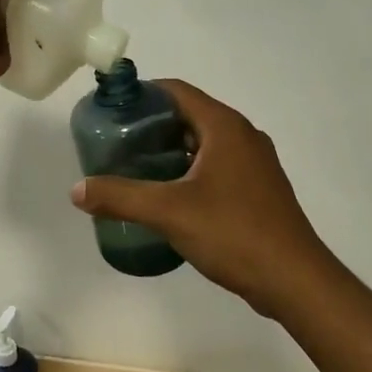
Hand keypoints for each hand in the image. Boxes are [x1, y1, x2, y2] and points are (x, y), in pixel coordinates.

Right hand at [69, 81, 339, 318]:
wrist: (295, 280)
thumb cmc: (234, 233)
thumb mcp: (169, 212)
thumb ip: (121, 197)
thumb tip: (77, 189)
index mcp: (225, 127)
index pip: (177, 91)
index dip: (143, 94)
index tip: (112, 110)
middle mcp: (243, 135)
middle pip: (189, 115)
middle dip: (151, 125)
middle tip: (115, 143)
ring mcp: (255, 163)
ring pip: (203, 142)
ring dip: (169, 149)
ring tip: (134, 168)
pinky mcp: (258, 188)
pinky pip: (216, 165)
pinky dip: (189, 169)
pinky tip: (167, 195)